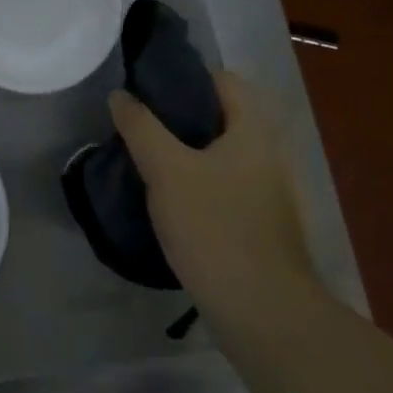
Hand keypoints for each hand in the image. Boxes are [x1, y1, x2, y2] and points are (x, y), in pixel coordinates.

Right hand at [109, 71, 315, 309]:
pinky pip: (227, 189)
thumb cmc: (215, 228)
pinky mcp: (263, 228)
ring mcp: (271, 195)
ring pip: (222, 157)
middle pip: (222, 119)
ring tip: (148, 163)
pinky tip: (172, 204)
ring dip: (188, 155)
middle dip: (180, 118)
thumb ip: (141, 127)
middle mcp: (270, 156)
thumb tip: (120, 95)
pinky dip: (200, 186)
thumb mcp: (166, 170)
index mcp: (254, 132)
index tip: (148, 88)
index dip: (186, 77)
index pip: (224, 80)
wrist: (264, 315)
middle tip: (140, 126)